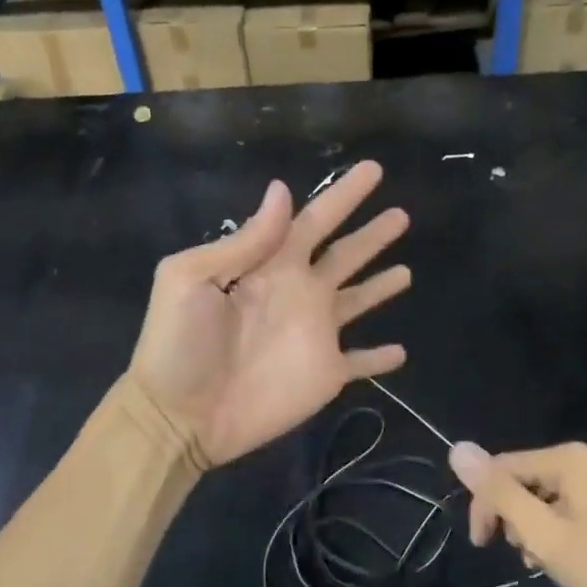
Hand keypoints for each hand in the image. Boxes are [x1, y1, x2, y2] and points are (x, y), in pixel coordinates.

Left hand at [131, 160, 410, 468]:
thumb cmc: (179, 344)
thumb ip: (243, 241)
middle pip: (345, 254)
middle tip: (402, 215)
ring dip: (381, 285)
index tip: (373, 170)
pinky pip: (360, 362)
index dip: (343, 195)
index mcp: (271, 265)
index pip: (314, 220)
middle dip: (372, 234)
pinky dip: (380, 358)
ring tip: (407, 271)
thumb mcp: (191, 278)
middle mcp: (300, 292)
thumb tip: (282, 190)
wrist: (179, 416)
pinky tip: (401, 352)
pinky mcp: (325, 374)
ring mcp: (315, 334)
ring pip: (358, 300)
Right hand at [448, 441, 586, 586]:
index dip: (485, 504)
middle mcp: (581, 461)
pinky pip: (559, 509)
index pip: (503, 468)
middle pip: (520, 481)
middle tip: (522, 555)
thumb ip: (498, 492)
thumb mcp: (541, 531)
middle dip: (511, 518)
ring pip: (537, 499)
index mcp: (567, 458)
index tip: (481, 544)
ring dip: (529, 530)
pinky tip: (555, 559)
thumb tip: (457, 449)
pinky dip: (549, 533)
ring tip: (541, 561)